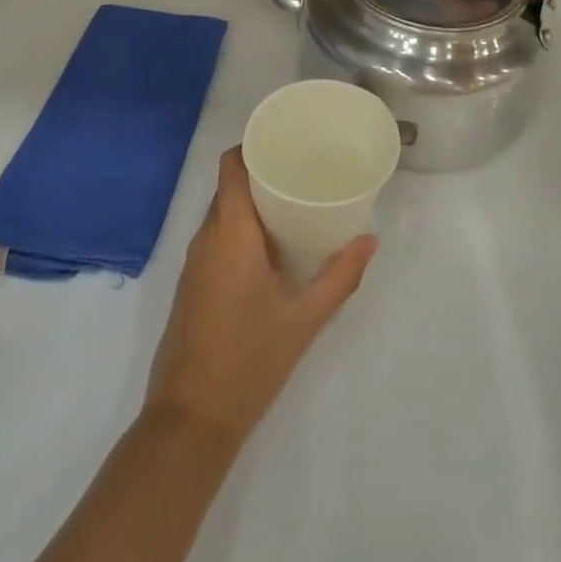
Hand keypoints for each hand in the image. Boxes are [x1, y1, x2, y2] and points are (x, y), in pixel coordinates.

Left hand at [145, 149, 375, 442]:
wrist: (191, 419)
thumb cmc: (250, 360)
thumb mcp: (304, 318)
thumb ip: (340, 276)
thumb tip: (370, 241)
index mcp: (230, 232)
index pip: (231, 166)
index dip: (252, 146)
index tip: (284, 143)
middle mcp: (206, 238)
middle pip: (228, 187)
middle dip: (260, 174)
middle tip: (300, 173)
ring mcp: (192, 262)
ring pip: (220, 214)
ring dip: (250, 204)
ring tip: (290, 205)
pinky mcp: (190, 284)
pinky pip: (214, 238)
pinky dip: (238, 230)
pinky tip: (267, 248)